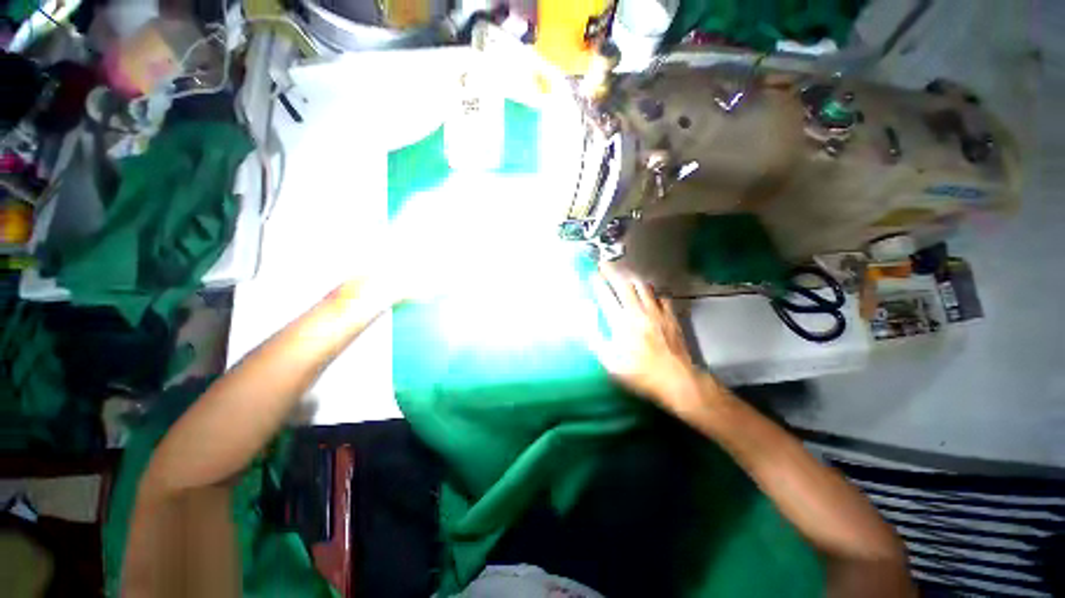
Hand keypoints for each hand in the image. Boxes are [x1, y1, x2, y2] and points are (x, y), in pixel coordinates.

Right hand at [590, 263, 704, 408]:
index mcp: (621, 323)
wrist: (677, 380)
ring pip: (643, 286)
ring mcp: (657, 312)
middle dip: (612, 272)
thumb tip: (584, 320)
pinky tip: (650, 292)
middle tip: (604, 264)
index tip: (591, 273)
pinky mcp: (670, 316)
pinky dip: (653, 291)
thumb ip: (595, 339)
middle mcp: (638, 312)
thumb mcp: (610, 363)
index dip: (597, 283)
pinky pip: (661, 296)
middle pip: (624, 285)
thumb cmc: (640, 373)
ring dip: (632, 277)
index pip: (605, 296)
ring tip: (625, 274)